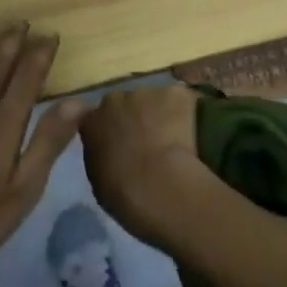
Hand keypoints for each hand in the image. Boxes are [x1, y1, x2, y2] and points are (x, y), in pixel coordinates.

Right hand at [79, 85, 218, 251]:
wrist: (159, 184)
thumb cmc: (124, 193)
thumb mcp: (99, 181)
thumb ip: (102, 157)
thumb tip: (111, 153)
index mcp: (92, 121)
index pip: (97, 118)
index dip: (111, 129)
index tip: (121, 144)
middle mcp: (116, 100)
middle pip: (126, 103)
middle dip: (136, 117)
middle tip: (149, 141)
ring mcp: (147, 93)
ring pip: (155, 100)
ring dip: (161, 114)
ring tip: (175, 138)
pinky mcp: (176, 94)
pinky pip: (182, 100)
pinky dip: (187, 112)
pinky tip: (193, 131)